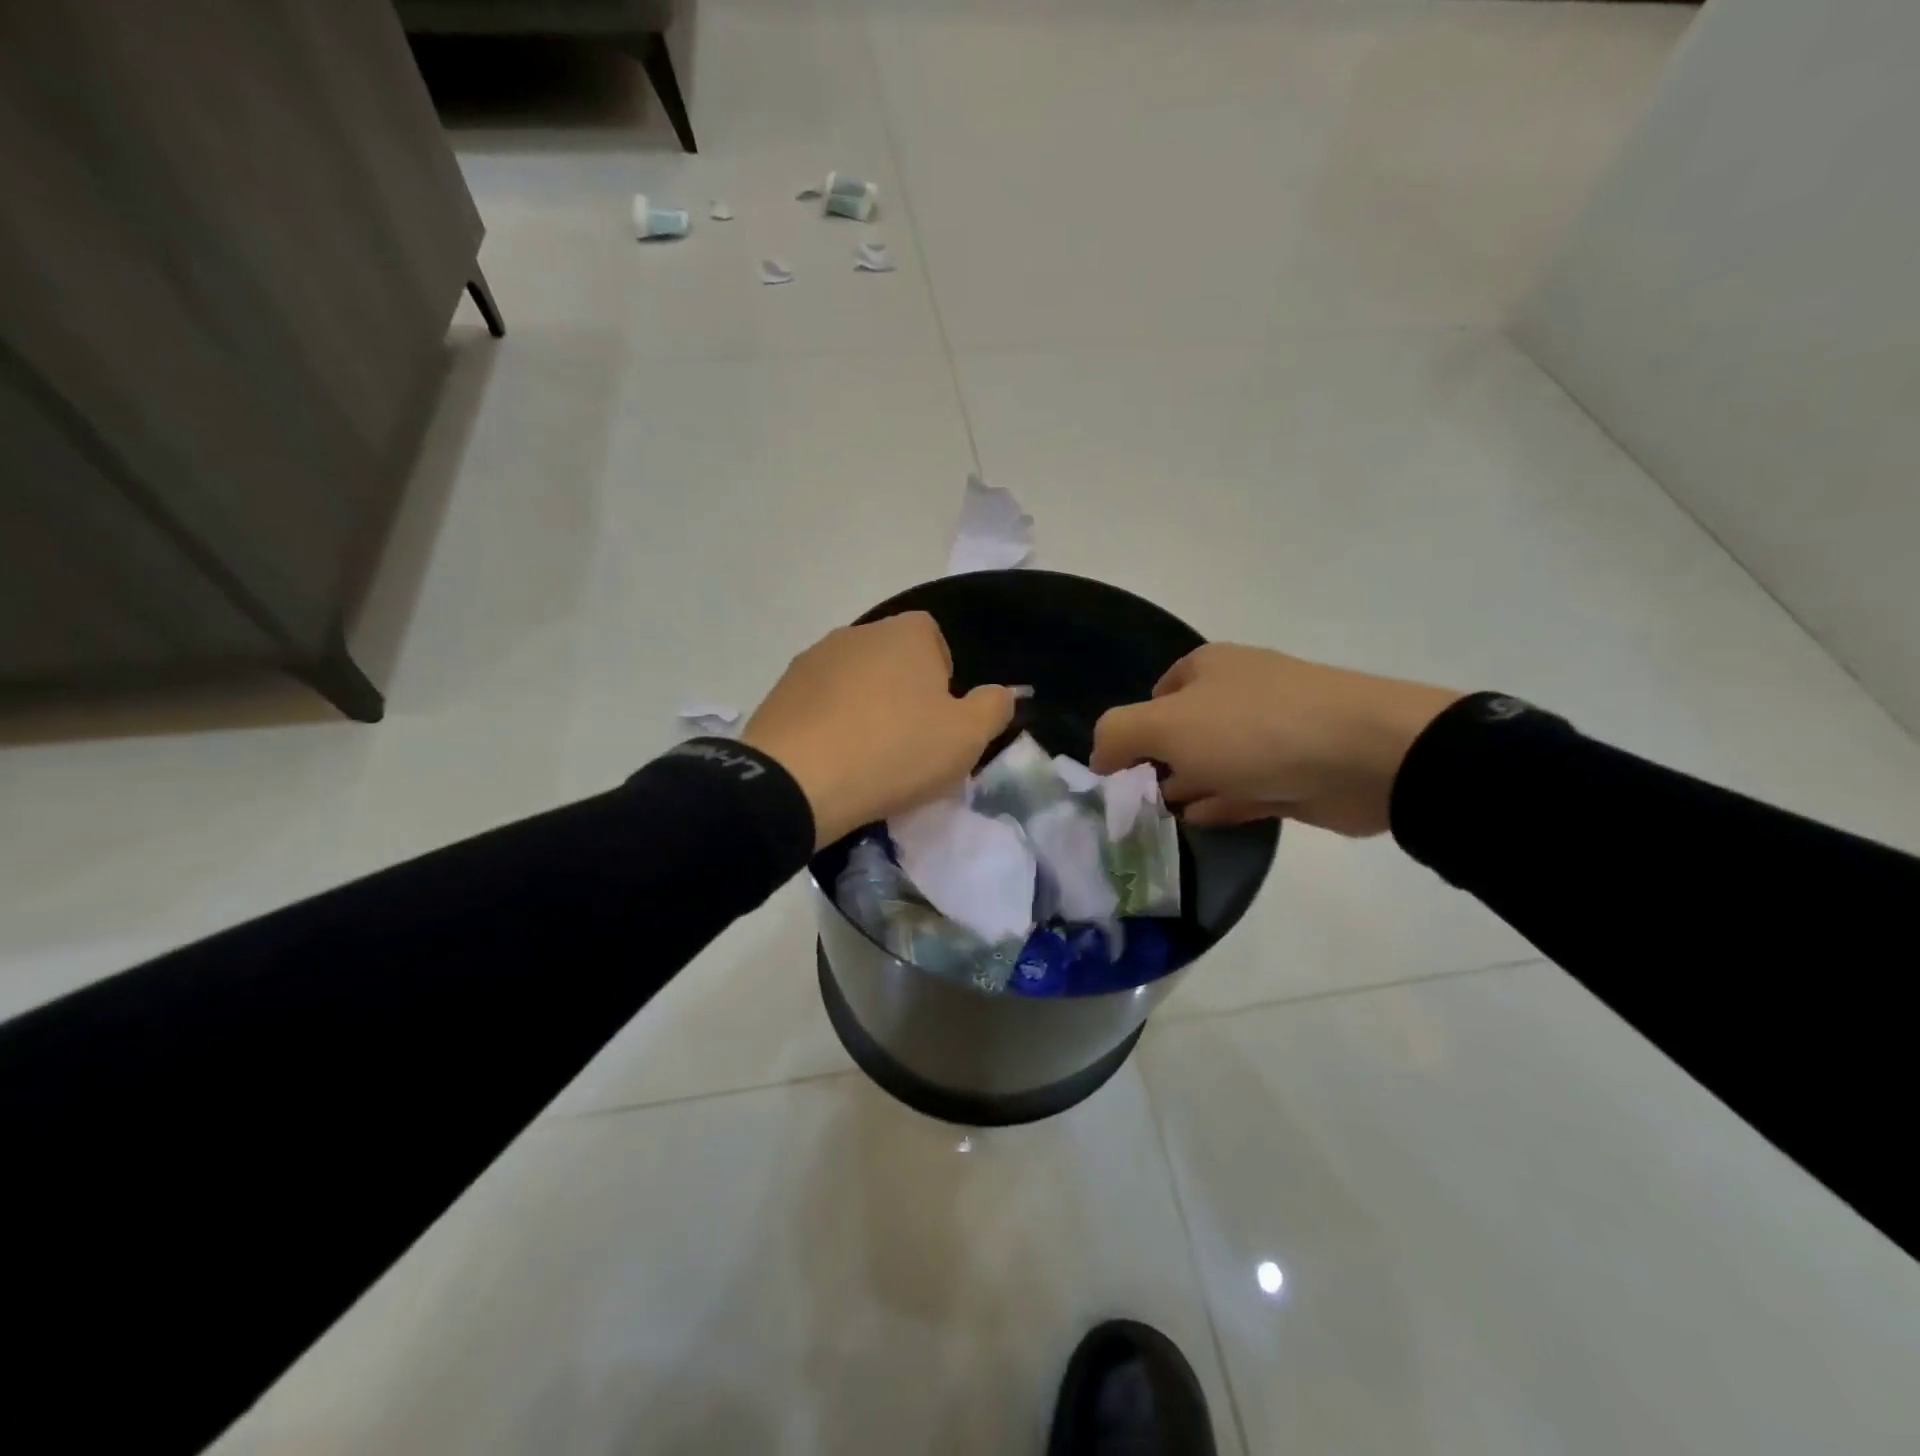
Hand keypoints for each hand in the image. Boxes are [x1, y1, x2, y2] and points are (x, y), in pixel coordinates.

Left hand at [742, 612, 1015, 849]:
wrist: (797, 782)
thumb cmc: (895, 751)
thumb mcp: (967, 737)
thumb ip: (994, 707)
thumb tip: (1003, 693)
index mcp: (905, 633)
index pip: (934, 639)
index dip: (943, 679)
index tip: (940, 720)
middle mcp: (857, 633)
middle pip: (893, 659)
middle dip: (903, 693)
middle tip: (908, 743)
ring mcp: (812, 660)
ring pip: (854, 681)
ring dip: (865, 708)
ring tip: (867, 756)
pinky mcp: (780, 691)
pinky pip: (819, 703)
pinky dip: (830, 724)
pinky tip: (833, 760)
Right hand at [1090, 644, 1462, 836]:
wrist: (1366, 755)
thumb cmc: (1253, 729)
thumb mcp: (1165, 725)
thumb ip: (1117, 734)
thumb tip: (1099, 757)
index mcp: (1208, 668)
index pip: (1158, 693)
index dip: (1133, 728)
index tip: (1119, 769)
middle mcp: (1239, 694)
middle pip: (1186, 728)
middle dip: (1158, 760)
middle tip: (1133, 799)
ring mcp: (1273, 734)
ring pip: (1216, 761)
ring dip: (1187, 784)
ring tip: (1155, 815)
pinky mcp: (1297, 774)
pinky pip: (1245, 789)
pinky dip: (1219, 803)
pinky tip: (1195, 821)